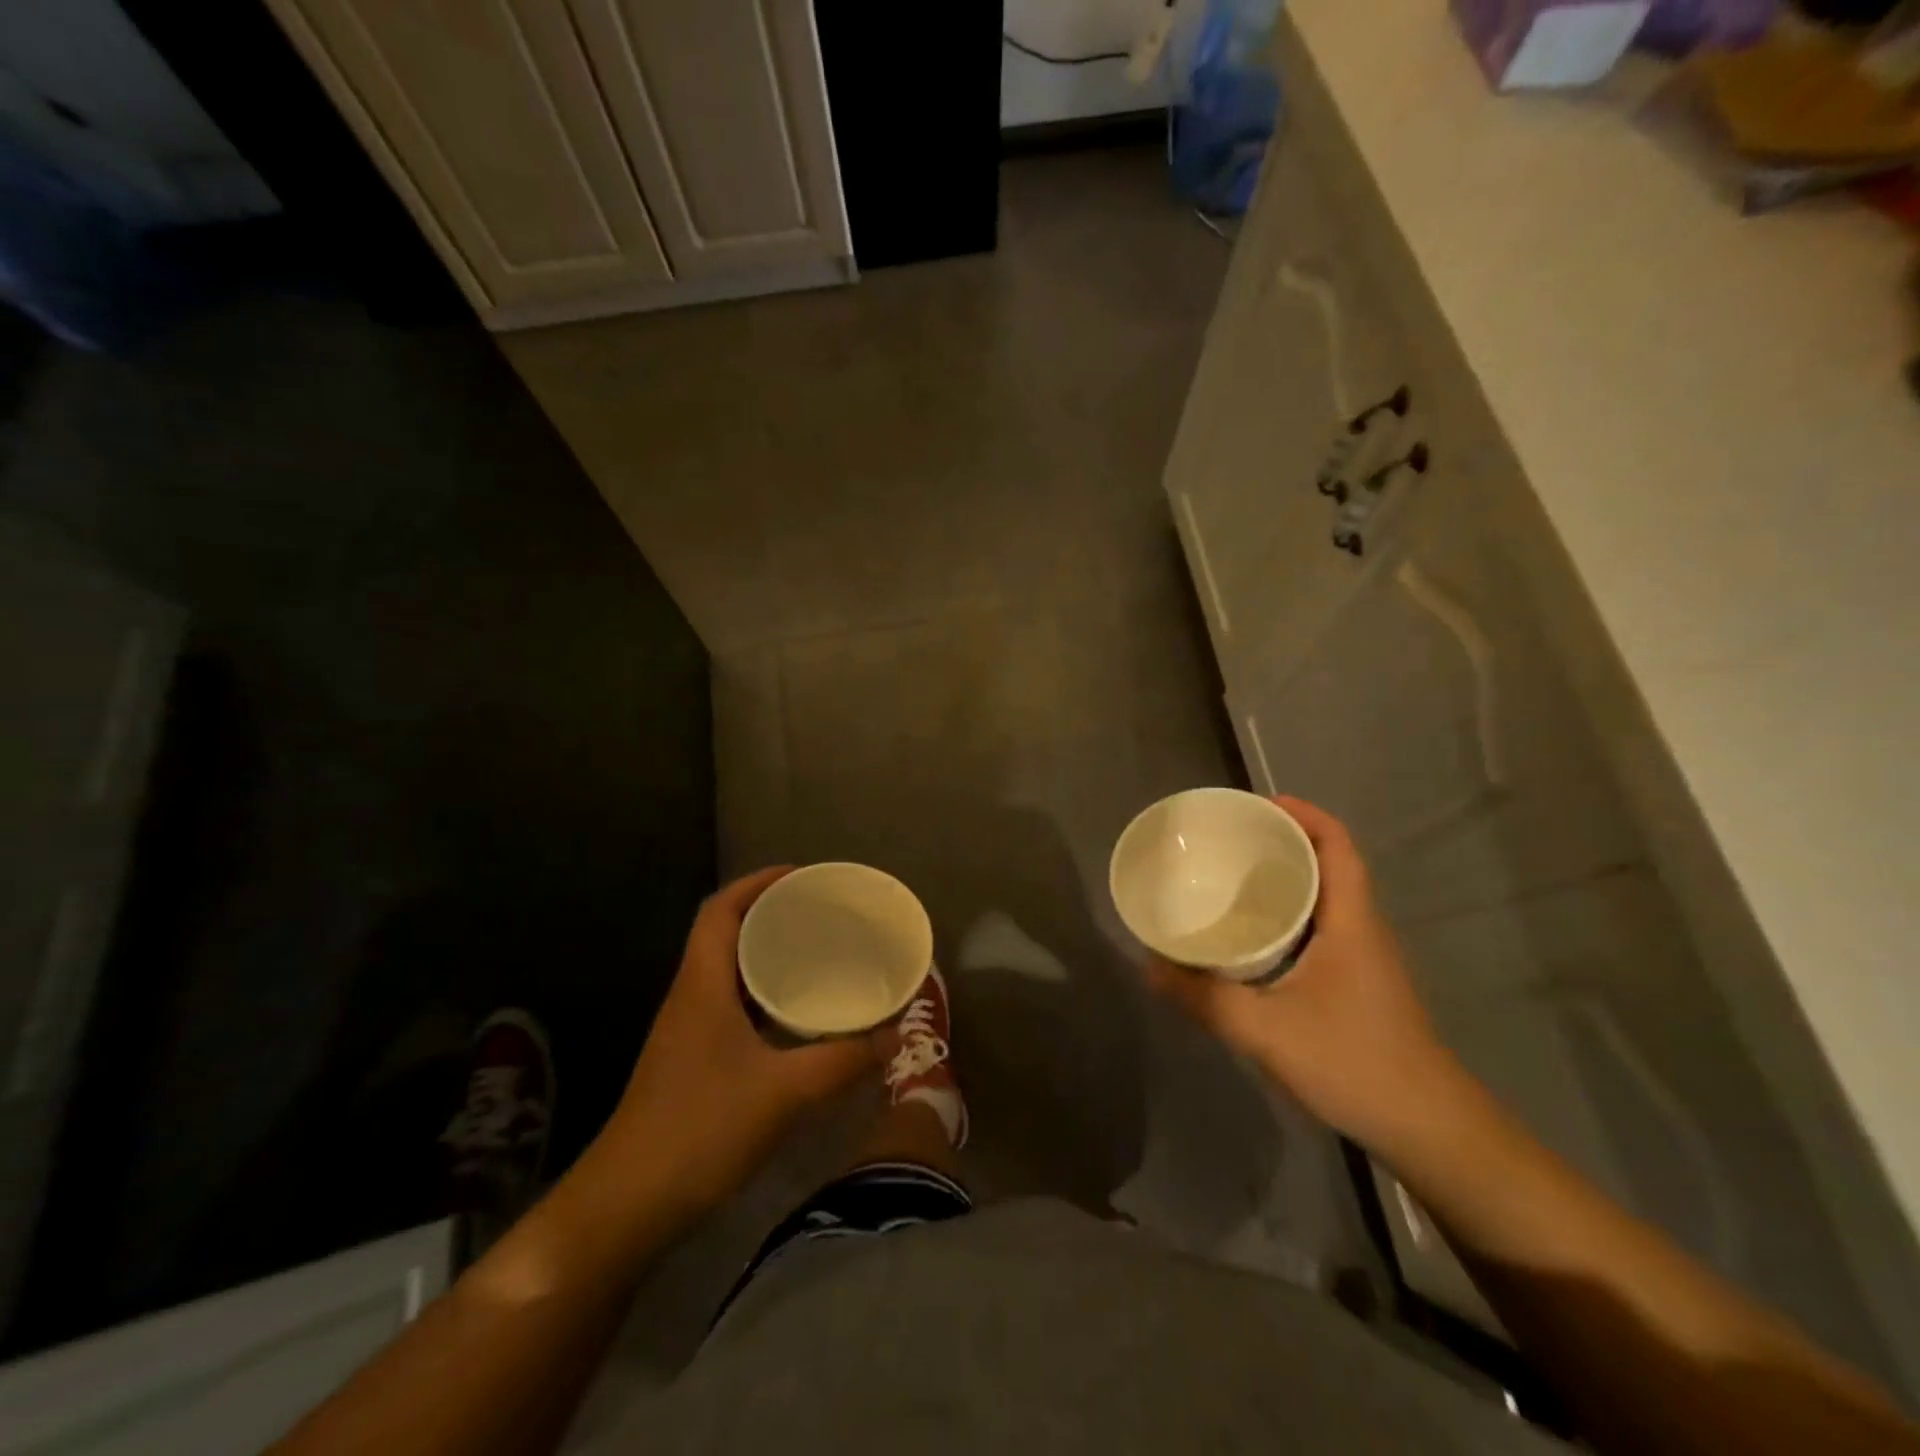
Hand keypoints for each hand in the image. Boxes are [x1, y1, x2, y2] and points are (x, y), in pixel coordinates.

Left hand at [597, 867, 875, 1219]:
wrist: (627, 1206)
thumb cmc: (700, 1130)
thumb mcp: (784, 1092)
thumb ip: (843, 1061)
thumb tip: (894, 1035)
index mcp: (702, 985)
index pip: (720, 910)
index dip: (756, 883)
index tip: (801, 876)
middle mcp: (691, 997)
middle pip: (725, 934)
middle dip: (770, 915)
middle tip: (820, 914)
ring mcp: (687, 1031)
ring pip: (728, 973)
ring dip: (766, 956)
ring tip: (816, 955)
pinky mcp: (692, 1061)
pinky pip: (731, 1006)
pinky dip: (763, 997)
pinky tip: (796, 1017)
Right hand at [1148, 796, 1462, 1151]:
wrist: (1429, 1129)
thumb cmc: (1355, 1064)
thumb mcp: (1266, 1031)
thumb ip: (1205, 998)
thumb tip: (1150, 965)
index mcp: (1350, 921)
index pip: (1337, 844)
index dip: (1303, 813)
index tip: (1256, 804)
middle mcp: (1361, 928)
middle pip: (1328, 862)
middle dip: (1282, 841)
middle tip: (1228, 839)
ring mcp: (1364, 957)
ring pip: (1325, 896)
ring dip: (1286, 877)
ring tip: (1231, 876)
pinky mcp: (1357, 982)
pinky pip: (1321, 926)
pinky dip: (1289, 913)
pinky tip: (1253, 935)